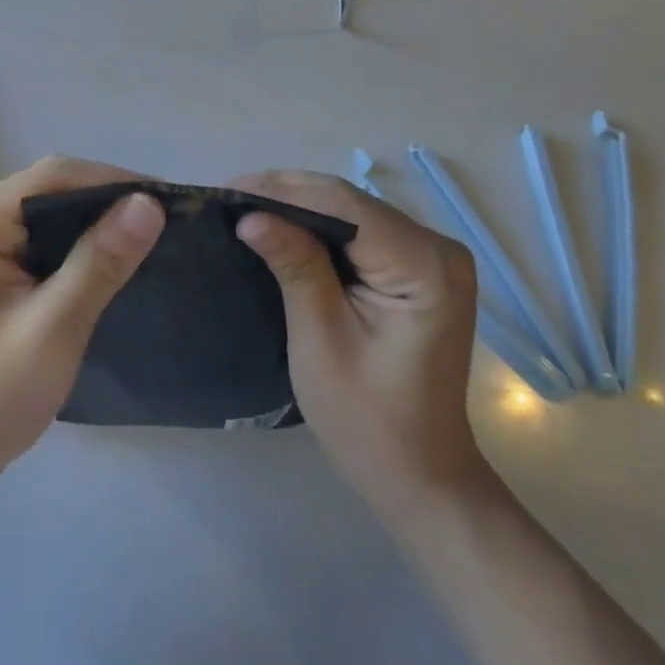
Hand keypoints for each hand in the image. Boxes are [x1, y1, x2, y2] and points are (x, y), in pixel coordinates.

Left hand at [0, 156, 164, 488]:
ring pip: (47, 214)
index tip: (166, 199)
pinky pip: (39, 240)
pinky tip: (109, 259)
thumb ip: (100, 262)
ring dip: (94, 225)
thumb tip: (149, 203)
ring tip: (147, 235)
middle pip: (49, 191)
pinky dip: (76, 247)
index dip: (112, 182)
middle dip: (106, 202)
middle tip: (164, 220)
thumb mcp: (53, 329)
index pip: (51, 178)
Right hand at [232, 171, 493, 519]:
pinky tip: (284, 225)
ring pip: (353, 211)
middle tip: (229, 195)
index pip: (344, 205)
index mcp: (424, 265)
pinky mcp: (420, 267)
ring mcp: (432, 256)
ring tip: (246, 205)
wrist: (420, 475)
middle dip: (287, 193)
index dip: (283, 189)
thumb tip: (250, 215)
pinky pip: (362, 231)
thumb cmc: (368, 421)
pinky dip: (321, 227)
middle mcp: (437, 246)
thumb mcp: (321, 341)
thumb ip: (294, 267)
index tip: (228, 190)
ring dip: (300, 206)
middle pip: (351, 202)